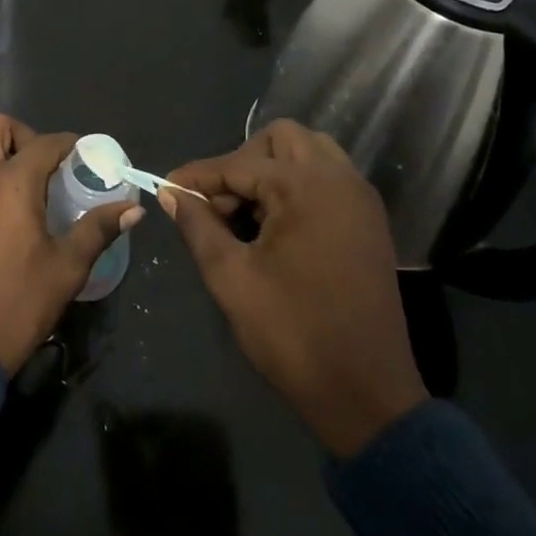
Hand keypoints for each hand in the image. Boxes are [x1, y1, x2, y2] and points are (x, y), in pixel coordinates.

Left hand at [0, 115, 144, 375]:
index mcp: (12, 184)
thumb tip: (133, 209)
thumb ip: (98, 230)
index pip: (42, 142)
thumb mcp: (67, 268)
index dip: (66, 143)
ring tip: (18, 186)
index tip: (81, 154)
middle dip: (20, 134)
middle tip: (41, 165)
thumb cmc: (19, 303)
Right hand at [164, 120, 426, 456]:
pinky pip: (327, 179)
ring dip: (271, 169)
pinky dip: (296, 186)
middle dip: (241, 161)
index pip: (238, 163)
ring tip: (245, 211)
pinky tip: (274, 224)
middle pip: (280, 139)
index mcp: (306, 187)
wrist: (367, 396)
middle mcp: (340, 179)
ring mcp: (360, 199)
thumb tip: (171, 193)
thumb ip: (198, 226)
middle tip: (217, 203)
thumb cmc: (293, 334)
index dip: (197, 176)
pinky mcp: (369, 222)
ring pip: (308, 153)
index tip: (166, 187)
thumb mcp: (231, 277)